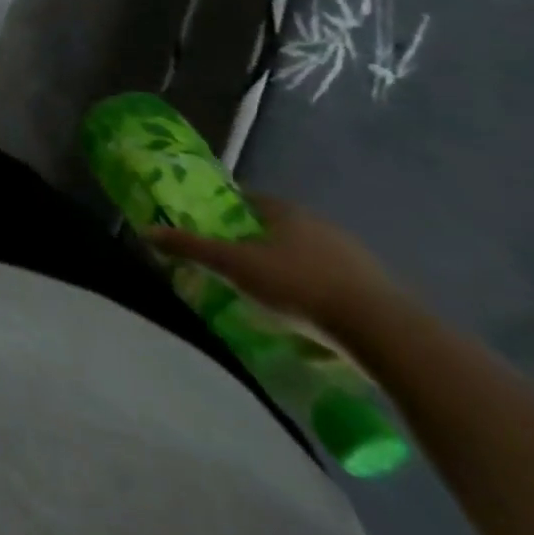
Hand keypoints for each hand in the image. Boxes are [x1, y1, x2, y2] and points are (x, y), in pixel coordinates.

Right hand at [146, 194, 402, 336]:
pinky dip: (317, 292)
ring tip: (269, 294)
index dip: (226, 211)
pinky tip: (308, 315)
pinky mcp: (378, 290)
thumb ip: (191, 248)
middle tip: (234, 264)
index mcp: (286, 211)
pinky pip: (334, 282)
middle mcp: (320, 224)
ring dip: (289, 268)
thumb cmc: (299, 286)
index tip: (211, 228)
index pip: (248, 200)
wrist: (386, 334)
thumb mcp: (235, 266)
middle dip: (257, 242)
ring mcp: (355, 257)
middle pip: (278, 227)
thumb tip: (147, 231)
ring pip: (308, 255)